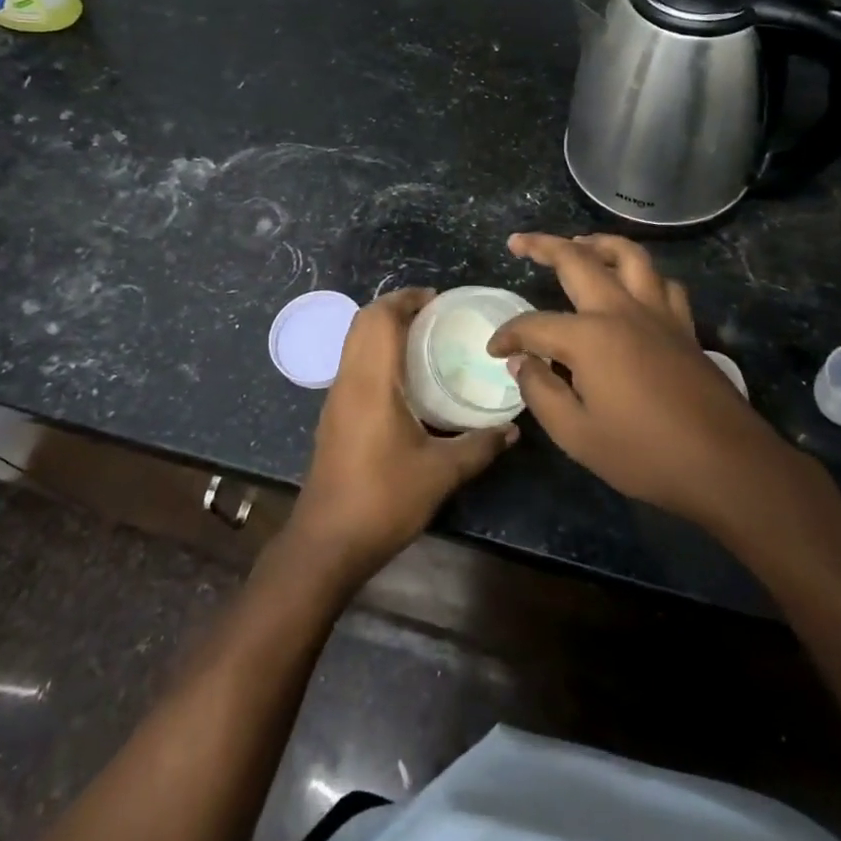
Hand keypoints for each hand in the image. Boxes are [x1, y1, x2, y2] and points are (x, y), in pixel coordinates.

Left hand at [289, 287, 517, 585]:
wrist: (327, 541)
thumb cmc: (384, 499)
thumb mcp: (441, 473)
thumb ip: (479, 445)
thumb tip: (512, 428)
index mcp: (371, 381)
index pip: (379, 318)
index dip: (405, 299)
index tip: (437, 300)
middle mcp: (348, 380)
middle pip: (362, 322)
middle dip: (395, 308)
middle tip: (434, 315)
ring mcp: (336, 398)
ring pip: (354, 343)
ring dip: (383, 330)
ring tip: (424, 339)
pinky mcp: (334, 416)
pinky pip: (353, 364)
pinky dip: (376, 353)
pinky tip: (405, 378)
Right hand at [487, 233, 798, 529]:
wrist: (727, 465)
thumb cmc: (645, 453)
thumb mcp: (577, 435)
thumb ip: (541, 393)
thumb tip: (523, 362)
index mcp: (589, 337)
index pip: (534, 325)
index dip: (509, 336)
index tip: (495, 351)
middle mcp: (622, 311)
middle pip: (578, 261)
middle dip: (543, 246)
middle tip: (520, 242)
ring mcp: (658, 314)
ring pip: (629, 256)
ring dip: (599, 244)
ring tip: (580, 244)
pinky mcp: (685, 327)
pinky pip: (663, 283)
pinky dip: (643, 274)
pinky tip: (634, 285)